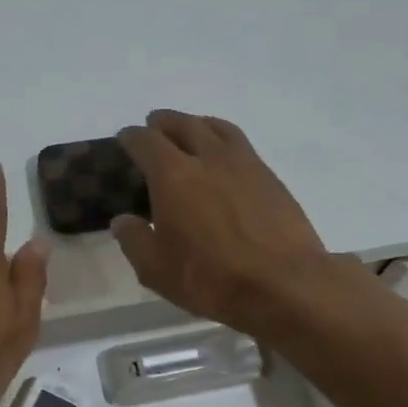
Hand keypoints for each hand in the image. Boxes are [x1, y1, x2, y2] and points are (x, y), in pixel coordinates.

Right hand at [111, 111, 340, 336]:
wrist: (284, 285)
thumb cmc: (211, 278)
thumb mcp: (156, 269)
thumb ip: (134, 240)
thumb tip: (122, 221)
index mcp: (173, 176)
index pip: (146, 141)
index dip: (132, 137)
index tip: (125, 138)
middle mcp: (209, 158)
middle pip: (184, 124)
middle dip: (165, 121)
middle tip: (155, 125)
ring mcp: (245, 164)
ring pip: (218, 128)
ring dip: (198, 123)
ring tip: (191, 130)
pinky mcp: (271, 178)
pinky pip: (242, 145)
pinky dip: (224, 141)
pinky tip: (224, 159)